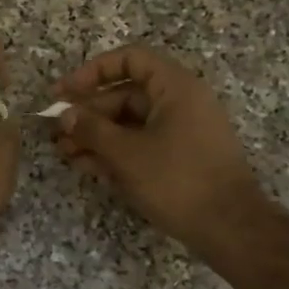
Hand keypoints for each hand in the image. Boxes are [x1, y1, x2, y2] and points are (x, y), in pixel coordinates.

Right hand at [51, 45, 261, 248]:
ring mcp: (182, 132)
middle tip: (57, 131)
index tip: (64, 92)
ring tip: (65, 152)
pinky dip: (115, 152)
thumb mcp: (127, 153)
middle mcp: (181, 103)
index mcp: (175, 88)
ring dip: (96, 135)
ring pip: (130, 123)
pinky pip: (141, 144)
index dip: (93, 71)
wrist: (230, 229)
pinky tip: (86, 166)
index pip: (130, 59)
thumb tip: (64, 115)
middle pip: (125, 94)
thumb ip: (91, 129)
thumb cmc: (177, 180)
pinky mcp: (180, 159)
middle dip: (88, 112)